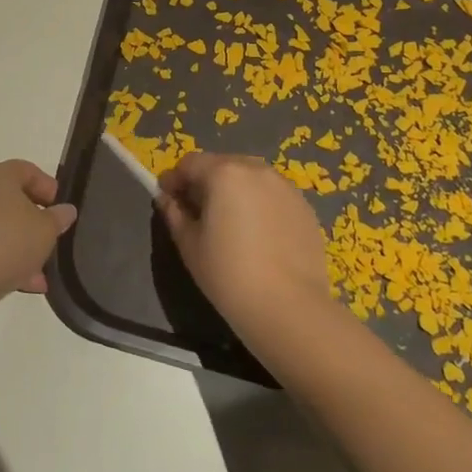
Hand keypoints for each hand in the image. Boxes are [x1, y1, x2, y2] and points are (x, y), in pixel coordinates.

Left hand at [0, 160, 76, 323]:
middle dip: (37, 222)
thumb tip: (65, 210)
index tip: (61, 210)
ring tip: (43, 270)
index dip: (49, 187)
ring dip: (24, 246)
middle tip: (54, 239)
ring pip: (2, 228)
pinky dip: (7, 261)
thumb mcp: (45, 230)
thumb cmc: (6, 243)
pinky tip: (27, 283)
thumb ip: (58, 218)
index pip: (28, 170)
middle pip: (14, 200)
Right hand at [156, 153, 336, 352]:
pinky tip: (259, 236)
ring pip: (250, 178)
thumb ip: (174, 214)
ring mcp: (285, 187)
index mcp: (224, 173)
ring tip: (230, 223)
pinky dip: (259, 205)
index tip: (167, 198)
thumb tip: (167, 199)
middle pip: (222, 165)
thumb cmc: (228, 274)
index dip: (174, 179)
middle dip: (205, 182)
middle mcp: (256, 170)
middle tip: (198, 212)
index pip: (190, 163)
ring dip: (234, 191)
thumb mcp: (190, 244)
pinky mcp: (305, 207)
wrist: (289, 308)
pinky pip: (273, 196)